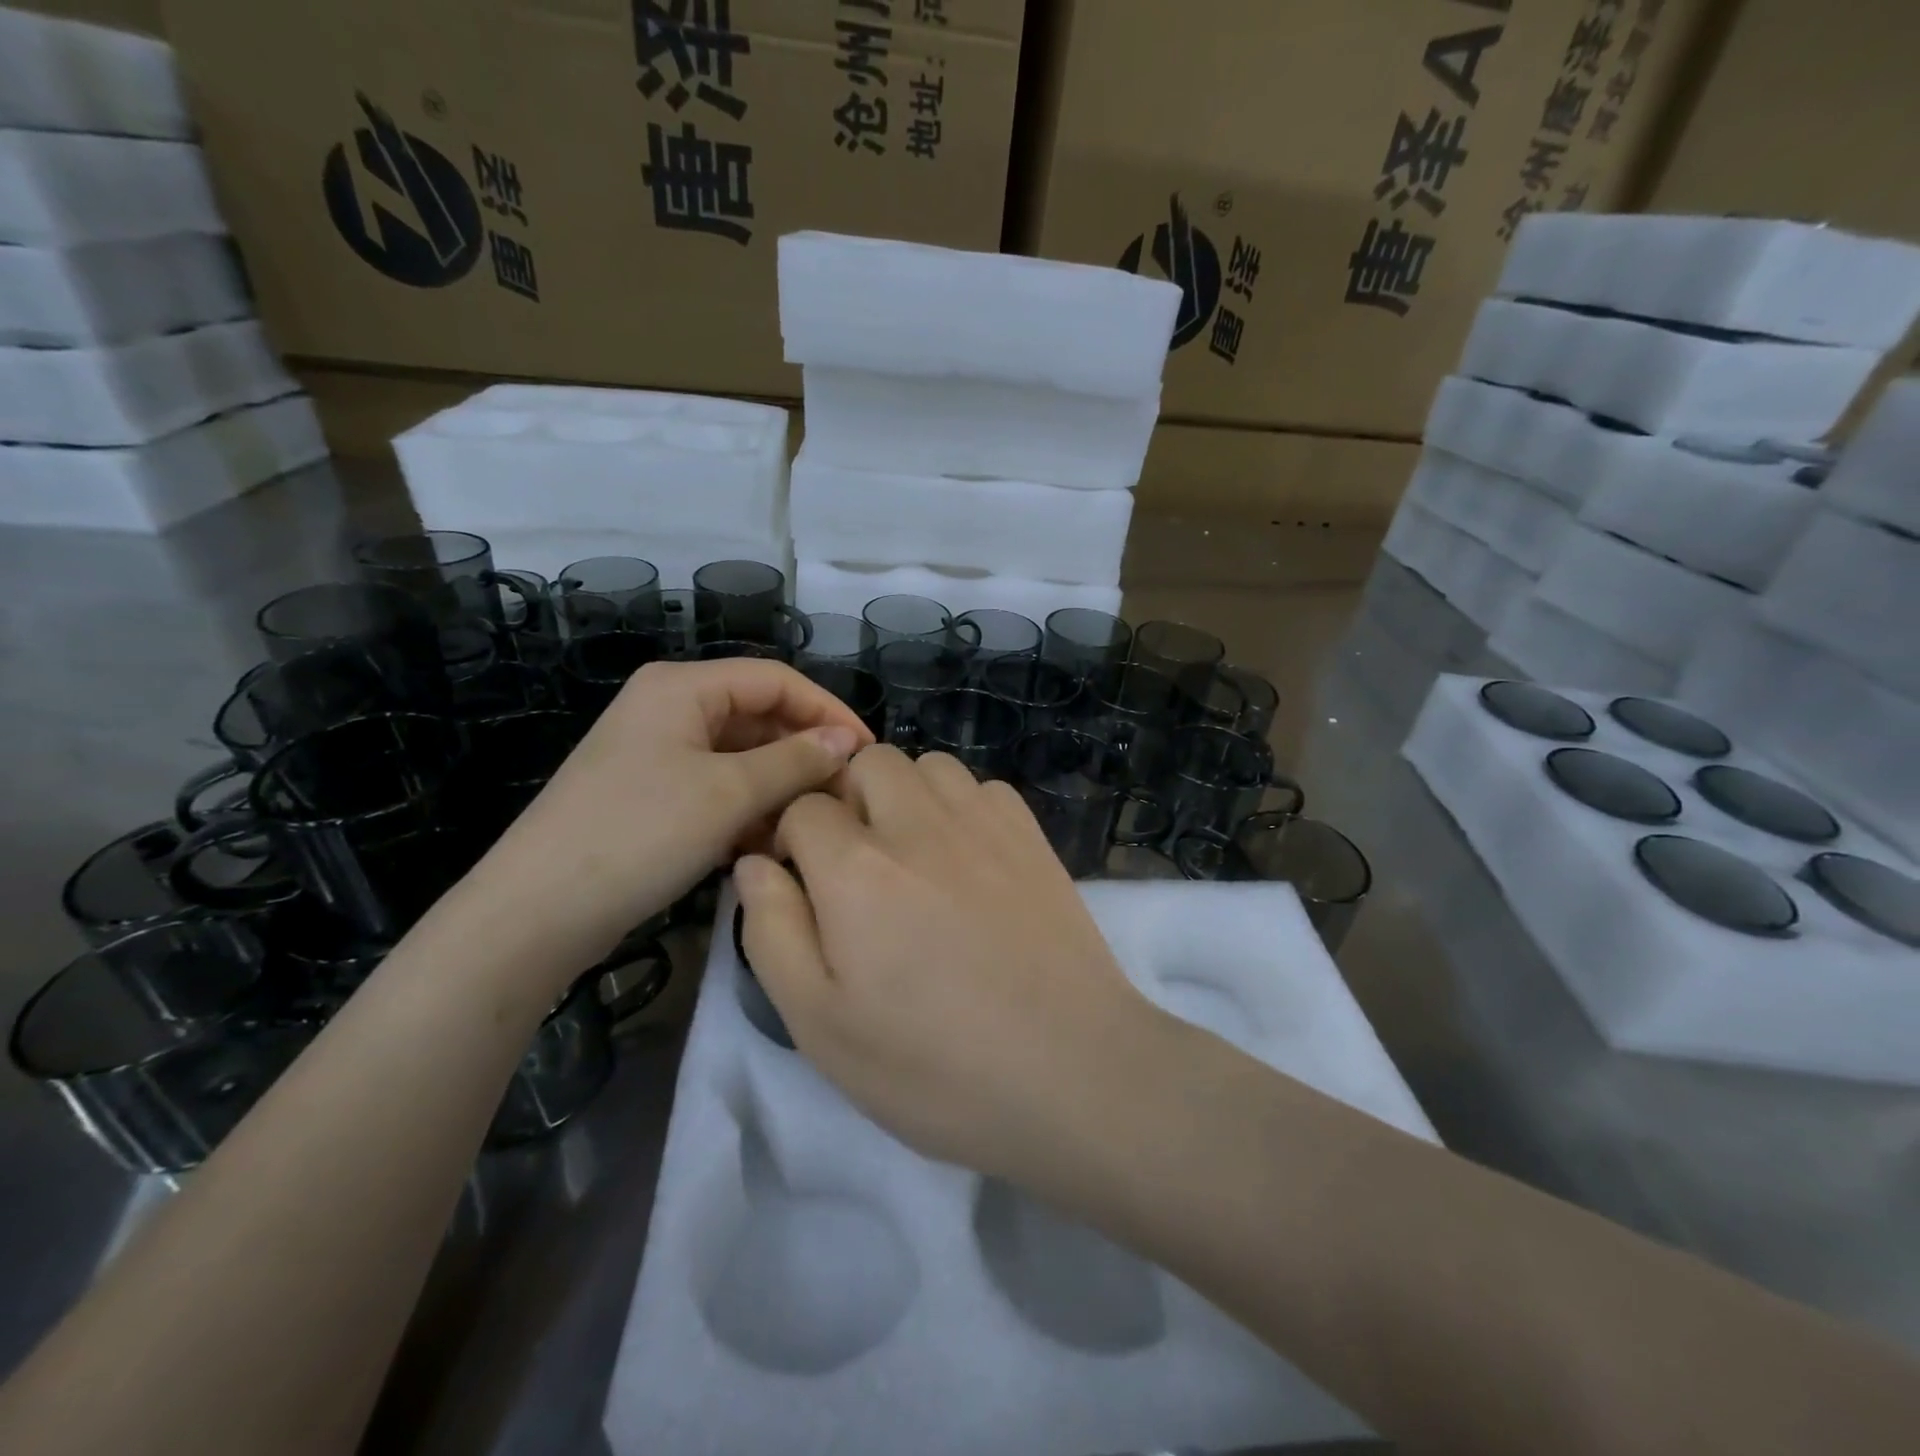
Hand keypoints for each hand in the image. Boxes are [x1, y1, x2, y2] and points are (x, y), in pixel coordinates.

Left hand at [470, 660, 870, 963]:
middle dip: (805, 754)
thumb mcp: (728, 794)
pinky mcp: (652, 794)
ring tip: (811, 826)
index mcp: (682, 687)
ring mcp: (658, 753)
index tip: (868, 752)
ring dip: (780, 787)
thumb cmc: (639, 835)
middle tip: (846, 796)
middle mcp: (669, 708)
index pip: (777, 679)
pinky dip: (748, 809)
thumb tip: (848, 742)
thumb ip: (795, 761)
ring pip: (741, 757)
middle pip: (759, 716)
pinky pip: (718, 787)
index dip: (828, 711)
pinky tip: (769, 844)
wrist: (535, 913)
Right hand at [735, 746, 1163, 1181]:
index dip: (792, 840)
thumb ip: (772, 931)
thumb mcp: (820, 1023)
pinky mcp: (1031, 834)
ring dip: (905, 795)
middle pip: (866, 763)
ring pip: (927, 765)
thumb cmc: (933, 1065)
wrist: (1071, 1072)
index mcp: (856, 869)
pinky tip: (967, 858)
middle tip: (857, 866)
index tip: (804, 882)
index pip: (803, 808)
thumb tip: (754, 862)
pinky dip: (960, 806)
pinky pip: (981, 787)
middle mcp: (918, 824)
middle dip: (847, 801)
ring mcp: (983, 822)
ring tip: (912, 856)